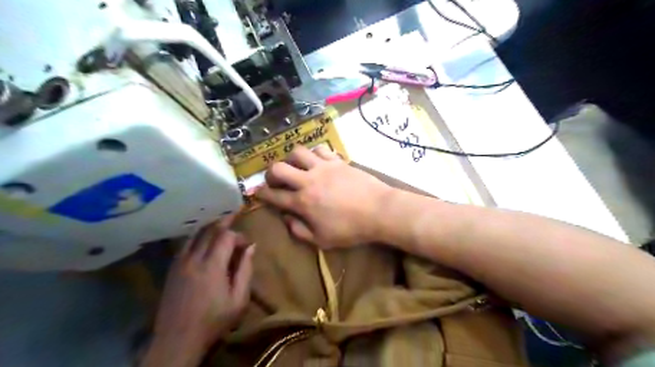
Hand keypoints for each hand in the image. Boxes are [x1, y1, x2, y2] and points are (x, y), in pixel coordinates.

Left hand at [143, 215, 253, 366]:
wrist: (177, 340)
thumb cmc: (213, 321)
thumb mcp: (239, 299)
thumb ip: (245, 270)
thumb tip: (251, 246)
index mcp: (212, 266)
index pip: (225, 237)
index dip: (238, 235)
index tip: (246, 244)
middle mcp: (194, 259)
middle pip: (209, 231)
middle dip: (224, 222)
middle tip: (234, 215)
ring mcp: (180, 263)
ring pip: (194, 235)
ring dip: (209, 227)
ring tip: (219, 223)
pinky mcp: (172, 269)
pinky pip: (185, 245)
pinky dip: (196, 237)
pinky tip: (202, 239)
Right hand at [255, 146, 389, 249]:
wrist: (378, 210)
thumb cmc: (351, 229)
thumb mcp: (322, 240)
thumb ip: (299, 231)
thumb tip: (286, 218)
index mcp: (302, 202)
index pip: (274, 196)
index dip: (262, 194)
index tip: (257, 192)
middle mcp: (308, 181)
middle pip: (278, 168)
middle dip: (271, 173)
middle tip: (276, 180)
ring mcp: (323, 167)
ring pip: (298, 152)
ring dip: (292, 159)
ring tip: (297, 167)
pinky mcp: (337, 161)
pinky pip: (320, 149)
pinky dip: (314, 154)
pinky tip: (317, 161)